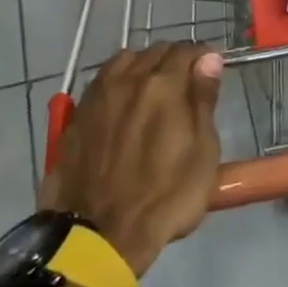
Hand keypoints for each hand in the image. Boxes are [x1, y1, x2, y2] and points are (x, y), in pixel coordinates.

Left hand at [41, 44, 223, 273]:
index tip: (212, 72)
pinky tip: (124, 104)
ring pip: (123, 62)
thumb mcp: (203, 152)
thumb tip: (208, 59)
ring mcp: (96, 98)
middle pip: (154, 52)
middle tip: (188, 83)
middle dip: (175, 60)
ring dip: (143, 67)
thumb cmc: (167, 196)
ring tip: (154, 89)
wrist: (100, 235)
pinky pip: (101, 84)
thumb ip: (203, 100)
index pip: (187, 51)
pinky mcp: (75, 118)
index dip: (204, 58)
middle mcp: (127, 81)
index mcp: (163, 86)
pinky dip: (118, 83)